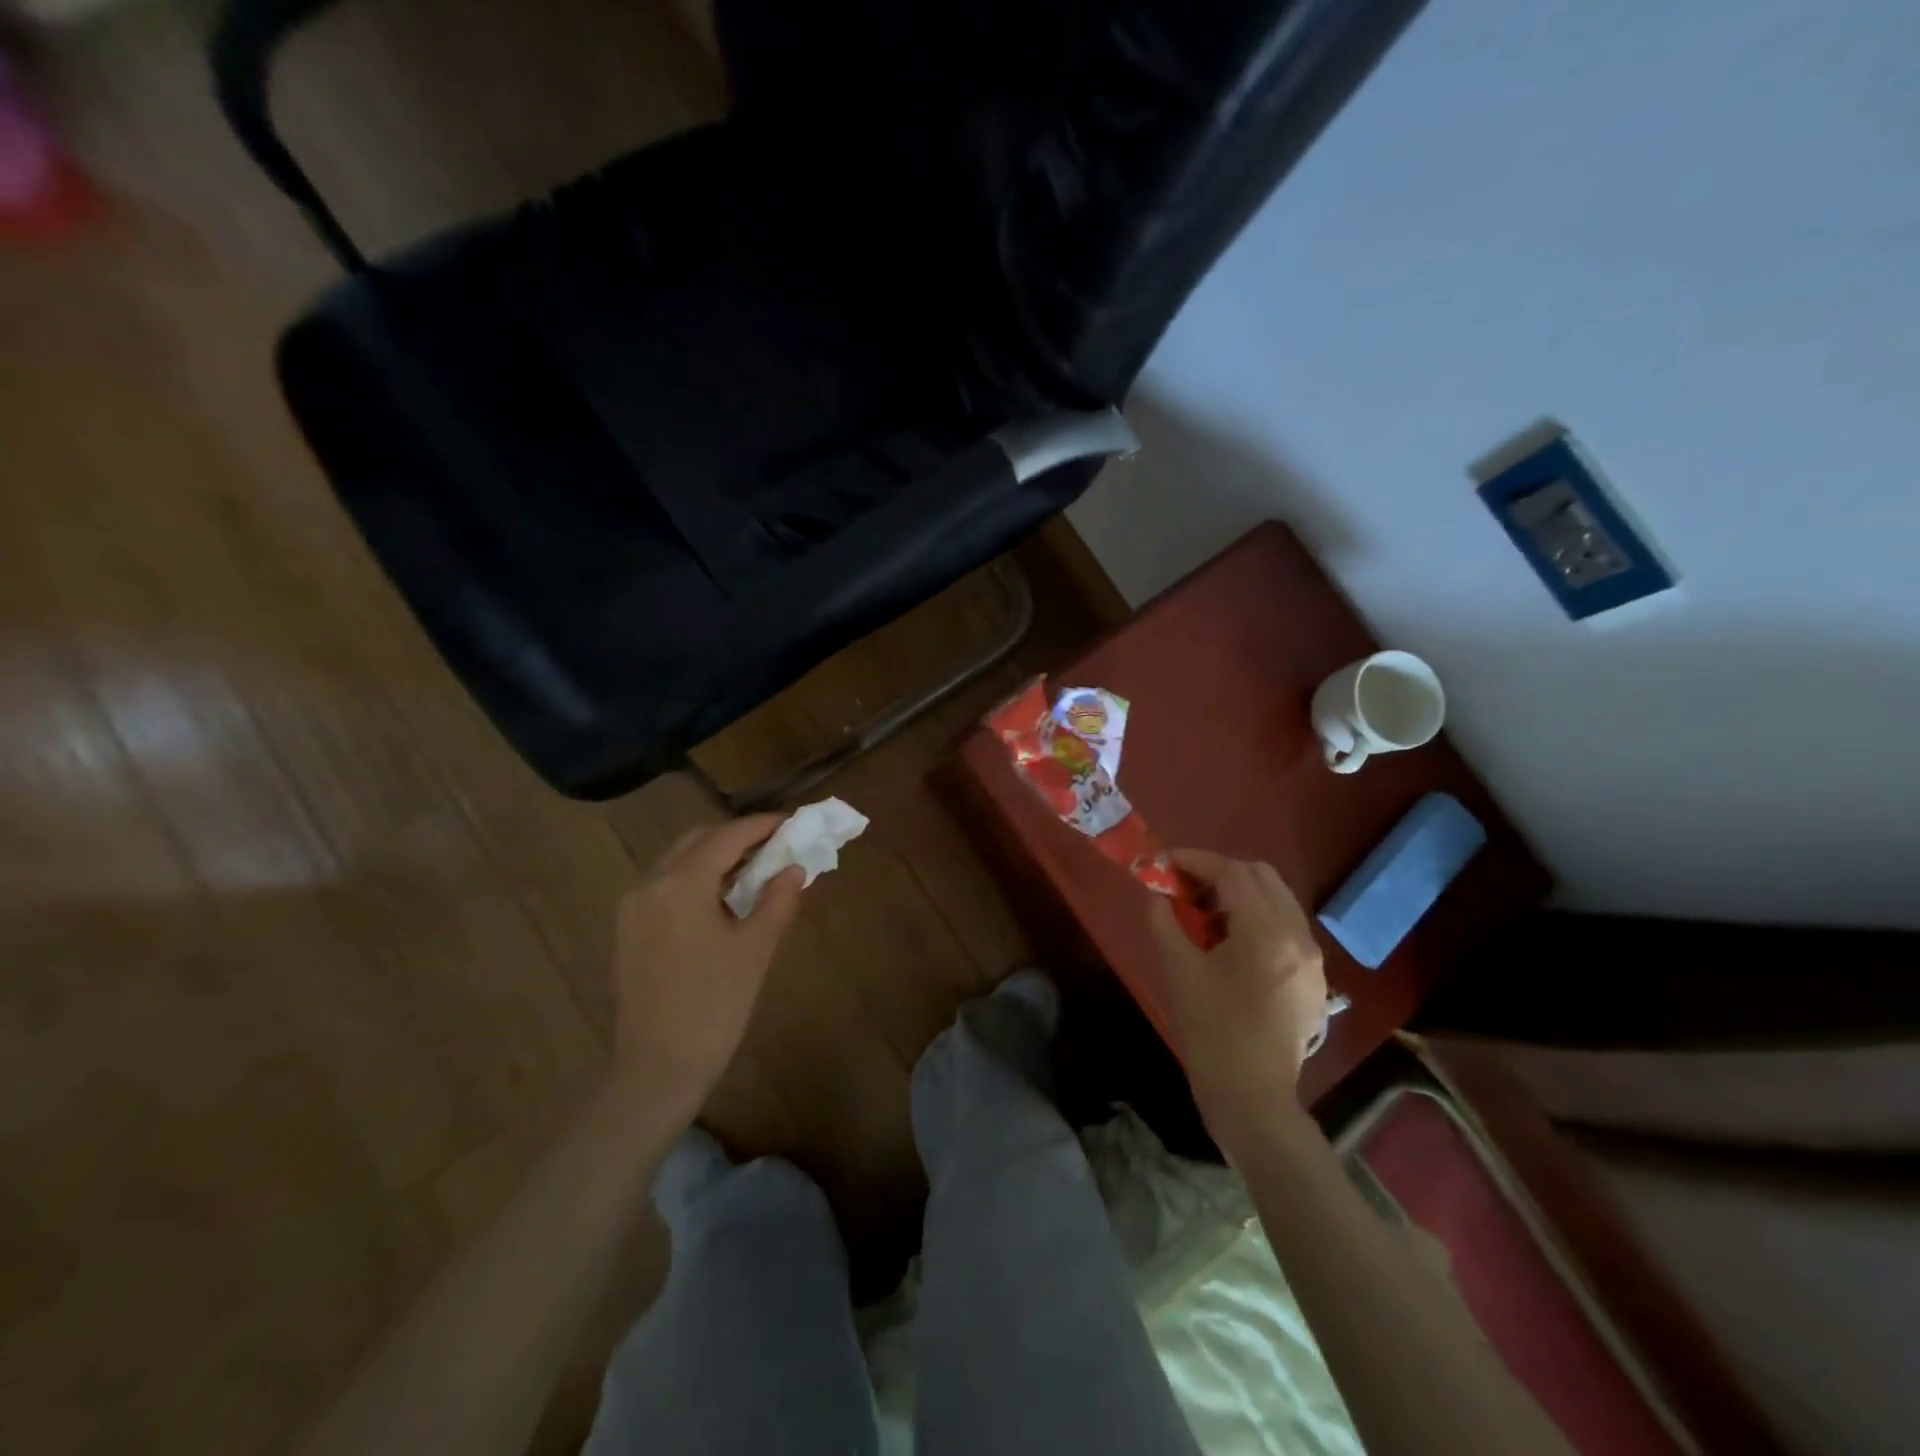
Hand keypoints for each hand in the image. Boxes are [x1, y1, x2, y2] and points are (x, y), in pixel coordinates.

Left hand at [609, 815, 804, 1120]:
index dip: (762, 826)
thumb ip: (778, 900)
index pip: (727, 837)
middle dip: (737, 838)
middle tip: (775, 847)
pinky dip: (695, 880)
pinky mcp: (628, 930)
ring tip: (754, 873)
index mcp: (681, 884)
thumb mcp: (755, 949)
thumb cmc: (714, 1006)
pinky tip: (722, 901)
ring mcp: (633, 907)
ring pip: (678, 862)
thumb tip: (794, 869)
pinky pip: (666, 886)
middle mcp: (650, 884)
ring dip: (715, 858)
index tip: (792, 823)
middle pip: (698, 841)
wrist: (656, 1069)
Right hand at [1149, 850, 1327, 1147]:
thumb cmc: (1211, 1033)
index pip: (1232, 873)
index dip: (1196, 860)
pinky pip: (1287, 926)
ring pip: (1277, 899)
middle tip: (1185, 884)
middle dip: (1220, 871)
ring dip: (1240, 892)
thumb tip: (1156, 893)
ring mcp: (1313, 958)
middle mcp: (1299, 937)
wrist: (1253, 1098)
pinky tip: (1230, 941)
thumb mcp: (1179, 971)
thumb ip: (1164, 922)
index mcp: (1267, 934)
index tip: (1165, 861)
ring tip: (1204, 912)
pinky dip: (1257, 917)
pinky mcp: (1314, 977)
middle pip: (1261, 876)